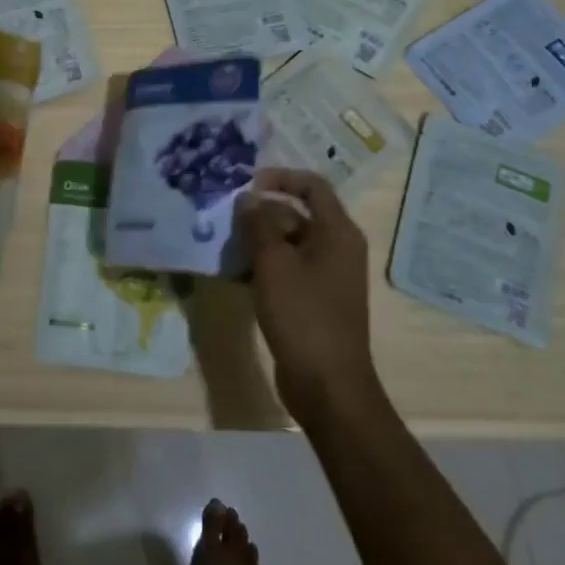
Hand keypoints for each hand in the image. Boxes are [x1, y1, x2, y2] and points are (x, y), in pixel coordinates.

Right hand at [236, 169, 382, 426]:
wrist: (328, 386)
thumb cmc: (303, 315)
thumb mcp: (273, 263)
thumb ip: (258, 224)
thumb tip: (248, 198)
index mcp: (337, 232)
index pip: (311, 185)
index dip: (280, 177)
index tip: (247, 185)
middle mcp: (338, 247)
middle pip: (298, 212)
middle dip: (262, 212)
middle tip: (227, 218)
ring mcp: (328, 275)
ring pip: (289, 242)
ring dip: (258, 240)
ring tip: (225, 245)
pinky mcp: (316, 299)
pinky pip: (289, 268)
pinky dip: (265, 265)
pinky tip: (235, 274)